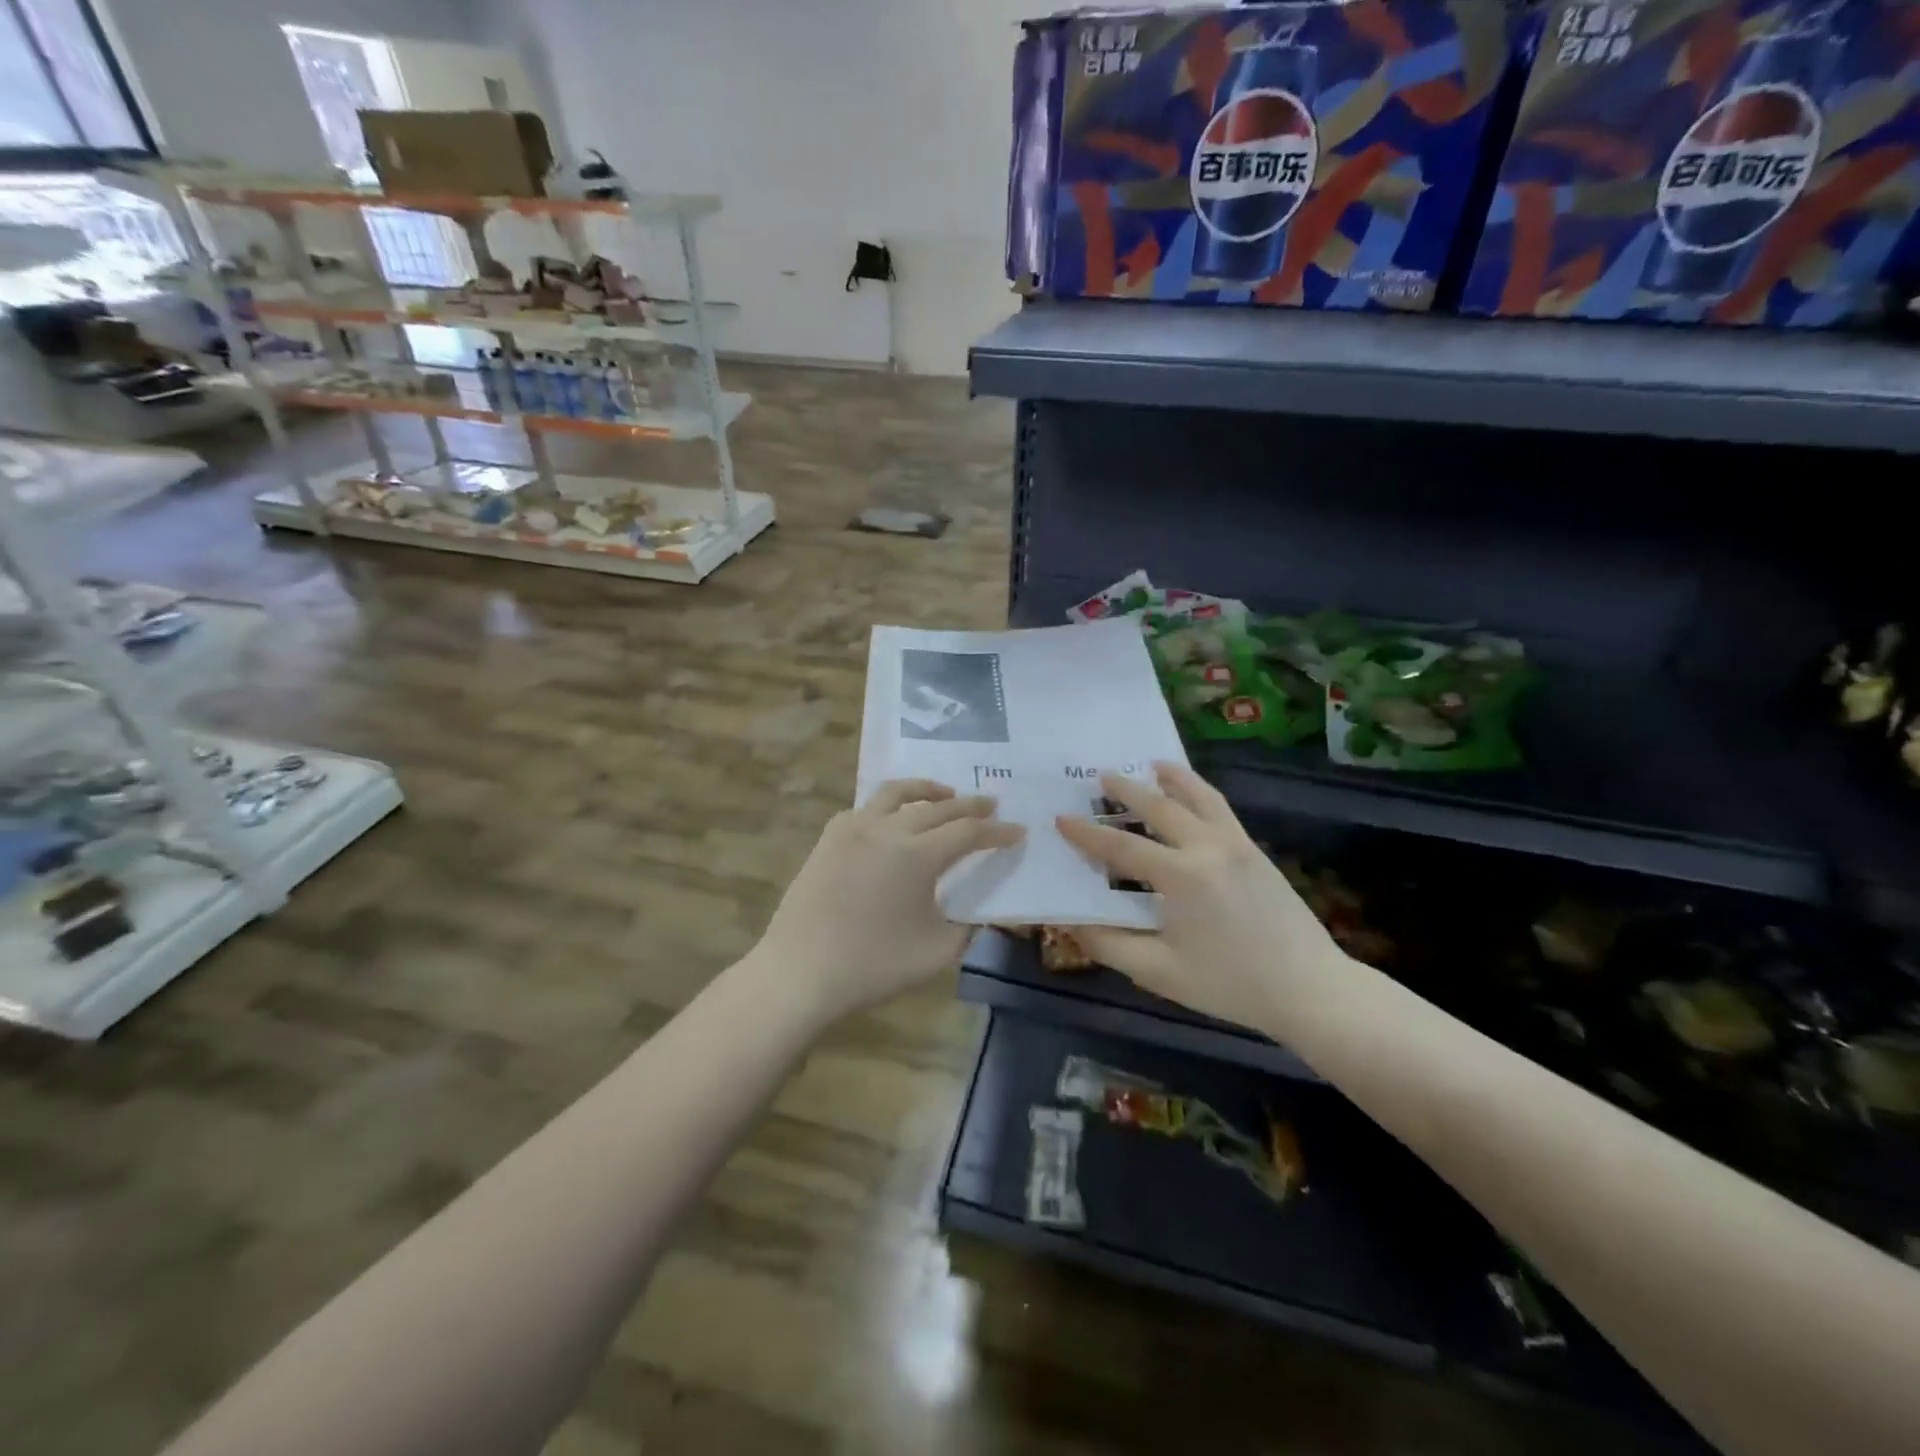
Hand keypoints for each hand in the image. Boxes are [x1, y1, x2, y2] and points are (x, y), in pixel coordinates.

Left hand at [749, 779, 1023, 1024]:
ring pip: (897, 793)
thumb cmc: (873, 966)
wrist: (800, 972)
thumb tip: (979, 912)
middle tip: (991, 805)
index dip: (997, 832)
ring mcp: (854, 828)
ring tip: (945, 795)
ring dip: (927, 790)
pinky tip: (893, 819)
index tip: (1017, 831)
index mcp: (917, 855)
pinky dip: (889, 805)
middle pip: (938, 807)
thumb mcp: (937, 953)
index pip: (968, 832)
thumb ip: (968, 927)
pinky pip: (866, 808)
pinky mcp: (829, 838)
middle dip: (970, 805)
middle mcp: (888, 829)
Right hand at [1055, 763, 1347, 1033]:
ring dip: (1171, 778)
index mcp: (1180, 876)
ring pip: (1198, 796)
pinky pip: (1221, 808)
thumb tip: (1072, 921)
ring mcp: (1235, 844)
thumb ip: (1109, 944)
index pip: (1121, 847)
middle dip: (1125, 790)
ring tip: (1152, 764)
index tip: (1061, 819)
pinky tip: (1193, 793)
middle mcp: (1206, 847)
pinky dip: (1200, 791)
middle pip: (1158, 807)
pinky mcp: (1254, 850)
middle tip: (1100, 776)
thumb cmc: (1229, 983)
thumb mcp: (1159, 973)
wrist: (1309, 988)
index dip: (1087, 834)